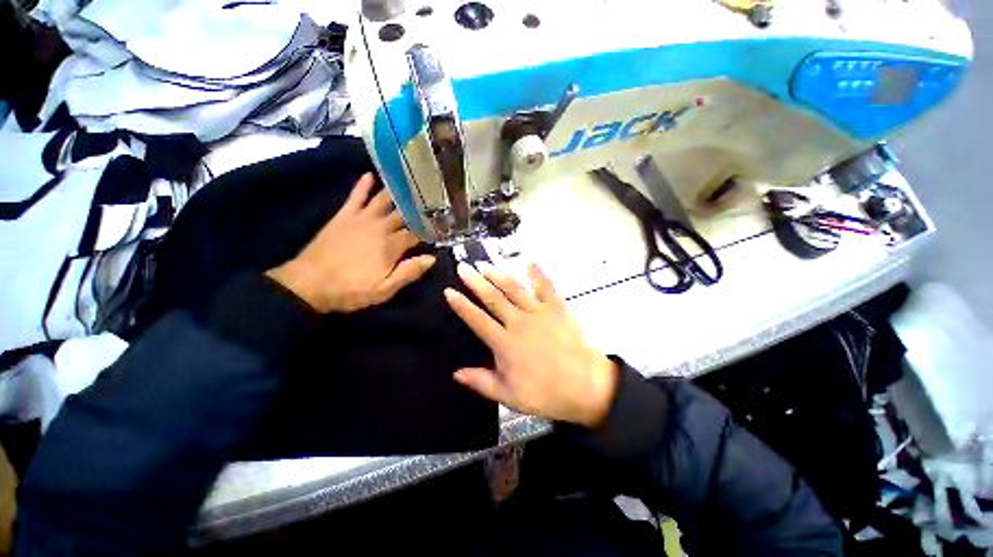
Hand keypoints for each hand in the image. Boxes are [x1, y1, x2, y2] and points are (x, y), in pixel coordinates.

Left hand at [267, 173, 435, 312]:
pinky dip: (363, 185)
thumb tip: (432, 258)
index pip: (416, 233)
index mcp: (392, 245)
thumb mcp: (384, 289)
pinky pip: (356, 197)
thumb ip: (409, 272)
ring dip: (397, 192)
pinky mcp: (344, 216)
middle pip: (403, 214)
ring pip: (383, 200)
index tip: (439, 226)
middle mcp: (380, 227)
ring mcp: (361, 219)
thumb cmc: (351, 290)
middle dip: (418, 207)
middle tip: (431, 197)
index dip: (429, 230)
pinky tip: (370, 175)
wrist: (309, 284)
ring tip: (411, 182)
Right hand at [444, 262, 617, 427]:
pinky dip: (537, 273)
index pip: (477, 320)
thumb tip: (456, 373)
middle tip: (463, 267)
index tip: (449, 291)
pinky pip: (545, 287)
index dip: (461, 305)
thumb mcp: (509, 395)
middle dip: (475, 281)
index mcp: (505, 343)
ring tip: (485, 264)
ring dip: (498, 275)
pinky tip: (529, 262)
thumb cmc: (545, 393)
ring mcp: (538, 312)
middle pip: (493, 298)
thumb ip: (482, 382)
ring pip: (514, 289)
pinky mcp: (557, 308)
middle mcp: (518, 322)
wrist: (585, 386)